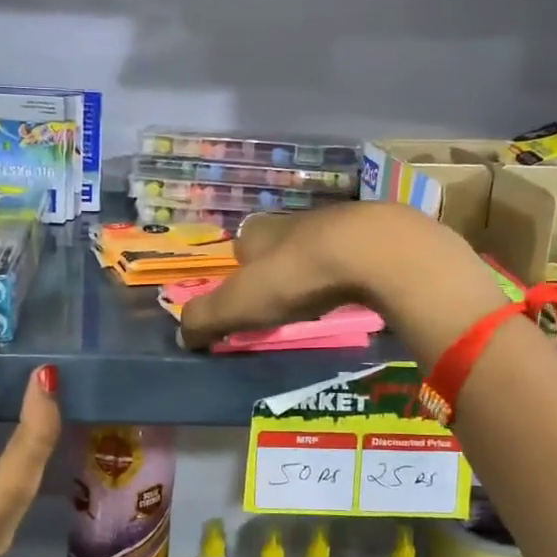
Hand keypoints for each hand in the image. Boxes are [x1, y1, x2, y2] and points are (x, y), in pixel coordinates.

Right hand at [178, 201, 507, 364]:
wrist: (370, 251)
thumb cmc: (294, 276)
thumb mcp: (239, 304)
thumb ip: (206, 319)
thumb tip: (181, 335)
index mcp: (258, 232)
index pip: (240, 248)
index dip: (239, 272)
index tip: (246, 299)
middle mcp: (294, 221)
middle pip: (279, 245)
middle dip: (278, 269)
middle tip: (283, 301)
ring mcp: (337, 224)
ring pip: (317, 247)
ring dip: (315, 268)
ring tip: (319, 298)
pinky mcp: (374, 235)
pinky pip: (353, 255)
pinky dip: (349, 270)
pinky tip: (355, 289)